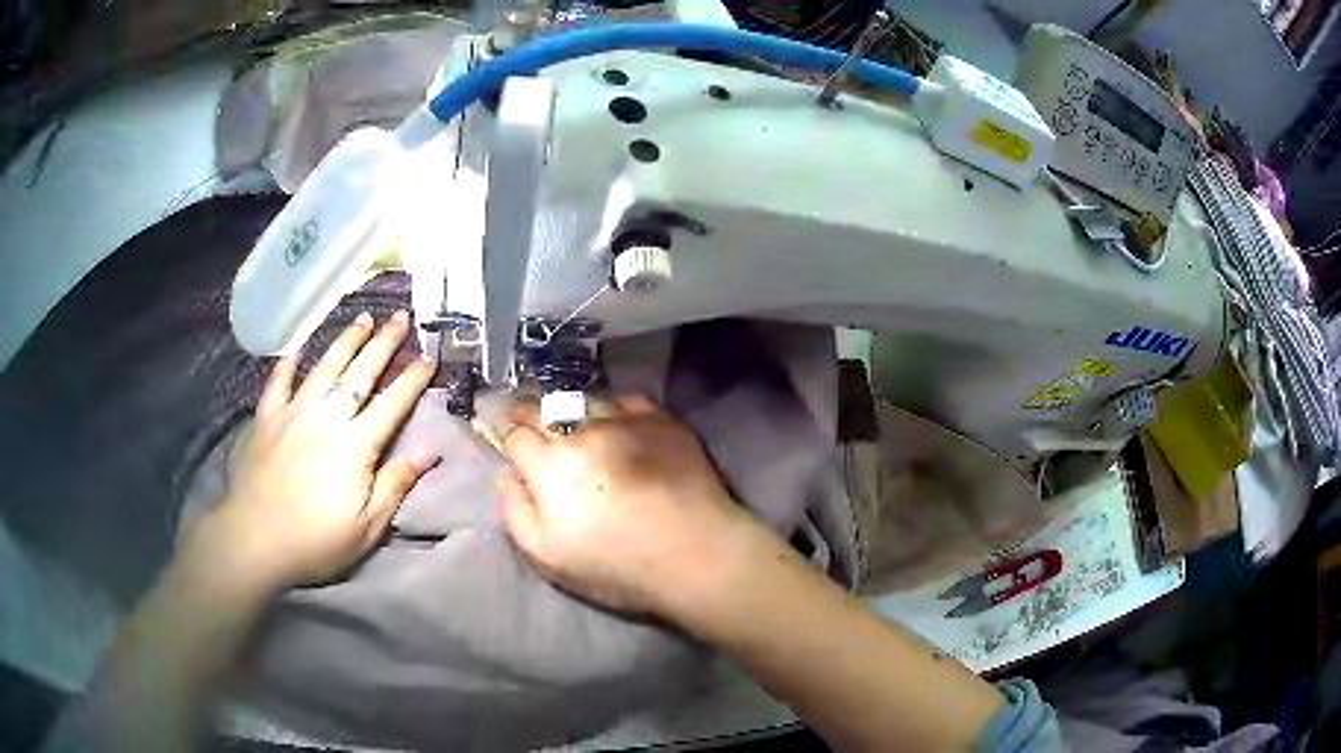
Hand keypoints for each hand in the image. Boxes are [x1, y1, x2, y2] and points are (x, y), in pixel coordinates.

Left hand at [189, 311, 436, 593]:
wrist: (255, 539)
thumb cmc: (316, 541)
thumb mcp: (367, 527)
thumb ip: (396, 484)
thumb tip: (430, 453)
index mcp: (355, 445)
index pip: (392, 404)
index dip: (412, 379)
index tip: (429, 355)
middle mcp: (326, 418)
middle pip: (360, 373)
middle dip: (383, 343)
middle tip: (400, 316)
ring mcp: (293, 413)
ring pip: (324, 367)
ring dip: (345, 341)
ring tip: (362, 317)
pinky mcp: (266, 418)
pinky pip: (278, 382)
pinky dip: (288, 362)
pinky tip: (298, 347)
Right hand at [498, 395, 757, 617]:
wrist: (696, 554)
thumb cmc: (617, 566)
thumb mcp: (548, 557)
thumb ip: (516, 513)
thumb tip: (508, 478)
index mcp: (550, 465)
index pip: (516, 436)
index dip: (509, 439)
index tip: (512, 445)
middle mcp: (583, 431)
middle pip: (545, 410)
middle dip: (532, 416)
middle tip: (533, 428)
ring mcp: (625, 421)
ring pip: (585, 402)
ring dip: (574, 413)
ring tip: (578, 427)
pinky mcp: (662, 421)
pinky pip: (627, 401)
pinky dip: (615, 410)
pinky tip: (619, 425)